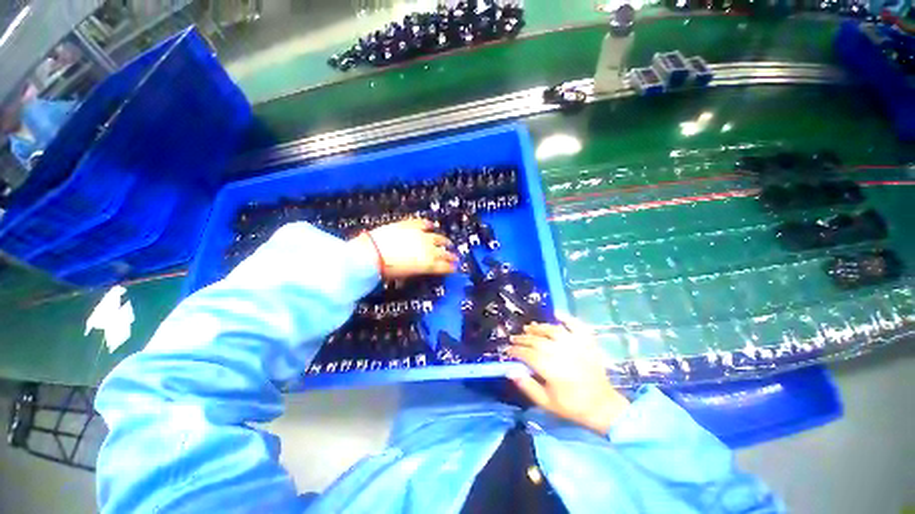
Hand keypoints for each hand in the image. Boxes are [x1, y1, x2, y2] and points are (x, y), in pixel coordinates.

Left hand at [352, 218, 457, 278]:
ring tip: (448, 243)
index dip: (450, 267)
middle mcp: (428, 249)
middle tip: (455, 257)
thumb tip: (421, 269)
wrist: (371, 253)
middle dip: (451, 255)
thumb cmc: (387, 270)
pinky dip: (428, 224)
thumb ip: (417, 271)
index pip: (444, 266)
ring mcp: (420, 235)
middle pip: (444, 252)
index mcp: (428, 263)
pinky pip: (422, 223)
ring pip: (437, 237)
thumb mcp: (404, 275)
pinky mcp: (410, 225)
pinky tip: (431, 225)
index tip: (454, 268)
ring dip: (444, 241)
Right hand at [508, 316, 629, 434]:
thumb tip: (511, 371)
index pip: (527, 354)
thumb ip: (527, 386)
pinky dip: (566, 318)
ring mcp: (575, 345)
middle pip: (537, 340)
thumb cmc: (572, 406)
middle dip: (523, 338)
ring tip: (529, 328)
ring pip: (552, 330)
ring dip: (538, 327)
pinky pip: (576, 325)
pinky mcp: (587, 342)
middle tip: (514, 338)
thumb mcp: (546, 402)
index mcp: (550, 368)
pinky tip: (556, 313)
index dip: (515, 351)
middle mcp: (561, 352)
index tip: (508, 350)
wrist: (602, 406)